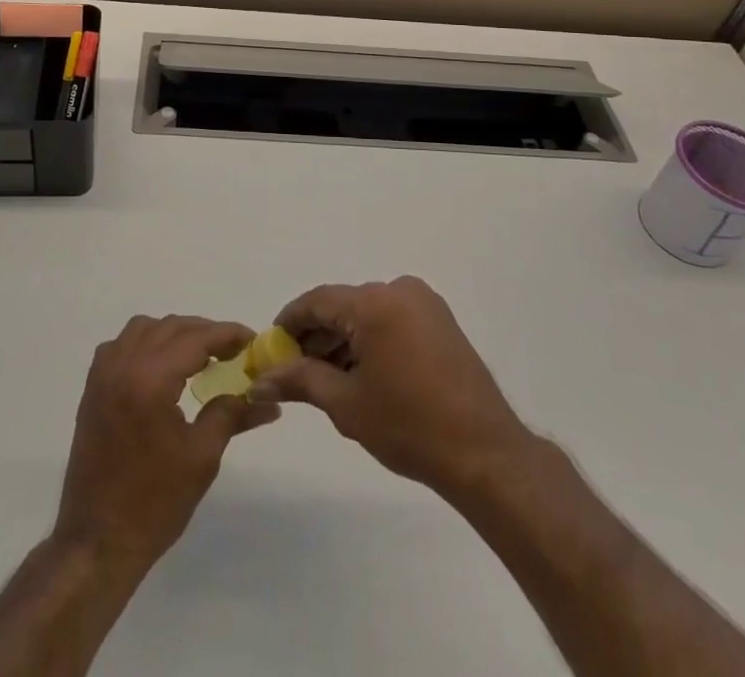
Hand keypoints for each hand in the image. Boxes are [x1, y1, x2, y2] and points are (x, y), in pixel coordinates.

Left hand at [54, 315, 279, 571]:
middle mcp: (123, 365)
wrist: (97, 542)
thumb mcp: (201, 457)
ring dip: (174, 333)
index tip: (252, 339)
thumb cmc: (154, 503)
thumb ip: (232, 414)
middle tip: (233, 351)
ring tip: (200, 356)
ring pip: (143, 329)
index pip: (195, 338)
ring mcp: (103, 374)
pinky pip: (121, 345)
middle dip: (204, 332)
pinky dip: (145, 343)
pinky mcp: (93, 388)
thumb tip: (268, 399)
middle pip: (170, 327)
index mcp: (150, 379)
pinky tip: (162, 367)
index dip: (227, 334)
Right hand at [249, 277, 534, 499]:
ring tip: (325, 379)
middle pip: (343, 306)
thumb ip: (300, 380)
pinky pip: (391, 320)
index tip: (270, 348)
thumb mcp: (346, 404)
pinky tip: (360, 374)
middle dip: (316, 336)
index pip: (317, 301)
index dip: (289, 323)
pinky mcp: (441, 321)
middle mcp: (399, 290)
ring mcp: (424, 303)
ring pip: (367, 314)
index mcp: (374, 302)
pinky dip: (370, 340)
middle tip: (294, 370)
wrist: (485, 455)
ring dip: (343, 340)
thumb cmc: (409, 427)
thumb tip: (259, 378)